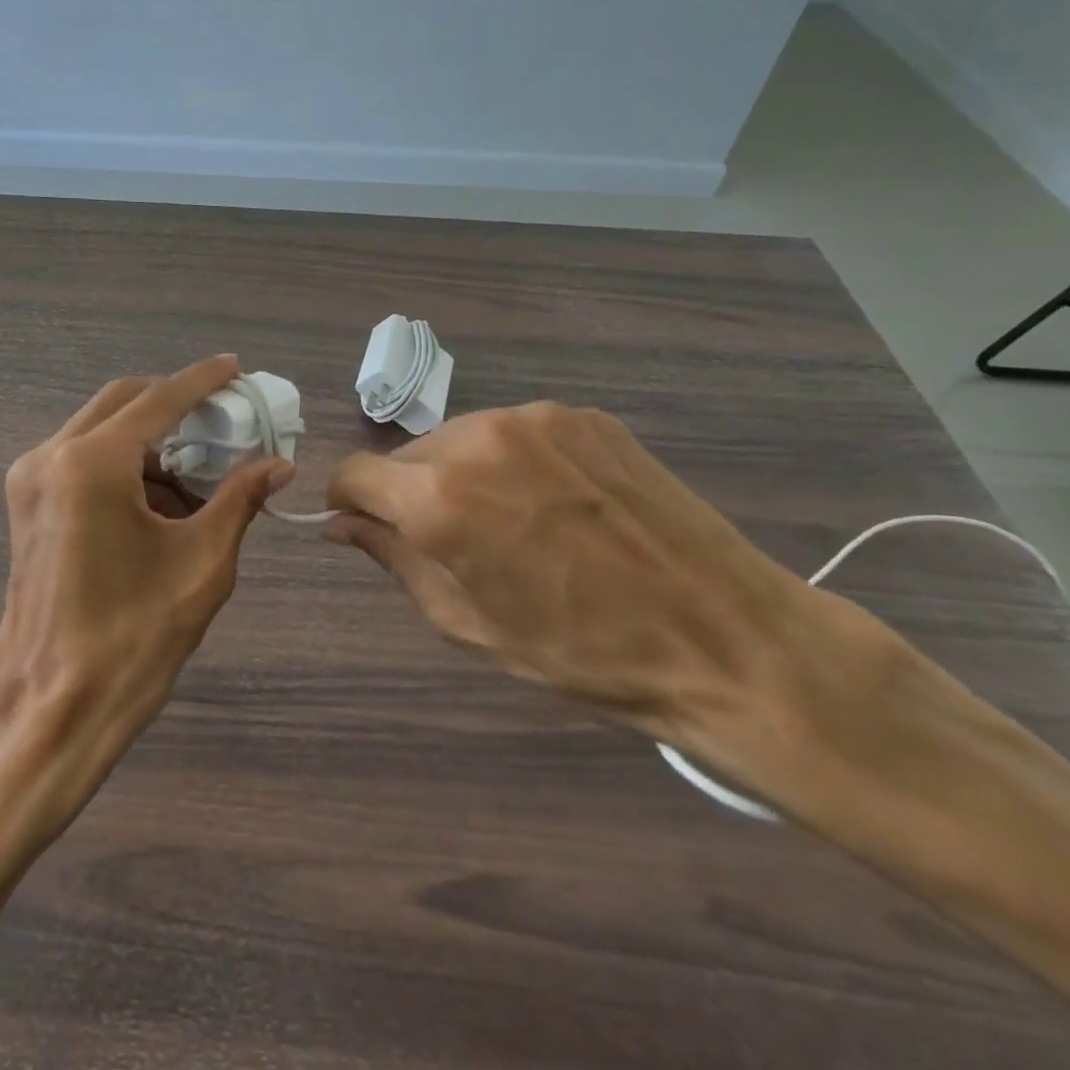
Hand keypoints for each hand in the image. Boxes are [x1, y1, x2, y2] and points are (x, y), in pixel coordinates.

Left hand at [0, 355, 290, 836]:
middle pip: (123, 402)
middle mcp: (51, 456)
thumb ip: (239, 499)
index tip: (237, 368)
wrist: (52, 709)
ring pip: (100, 430)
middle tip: (223, 421)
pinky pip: (82, 461)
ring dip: (150, 439)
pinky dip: (124, 464)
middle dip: (174, 405)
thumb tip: (278, 464)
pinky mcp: (26, 507)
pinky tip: (160, 501)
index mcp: (92, 463)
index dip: (202, 380)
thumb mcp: (202, 563)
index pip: (159, 399)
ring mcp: (30, 481)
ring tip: (199, 473)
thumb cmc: (133, 638)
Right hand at [325, 402, 872, 743]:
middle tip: (454, 543)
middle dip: (411, 493)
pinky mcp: (585, 416)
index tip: (364, 526)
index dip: (348, 502)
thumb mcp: (467, 622)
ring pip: (461, 439)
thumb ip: (393, 558)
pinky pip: (517, 433)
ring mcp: (538, 419)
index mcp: (441, 498)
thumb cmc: (582, 653)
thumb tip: (342, 522)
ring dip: (463, 474)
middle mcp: (479, 438)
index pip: (354, 473)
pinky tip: (558, 504)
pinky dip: (514, 462)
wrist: (727, 639)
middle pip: (408, 455)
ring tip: (514, 524)